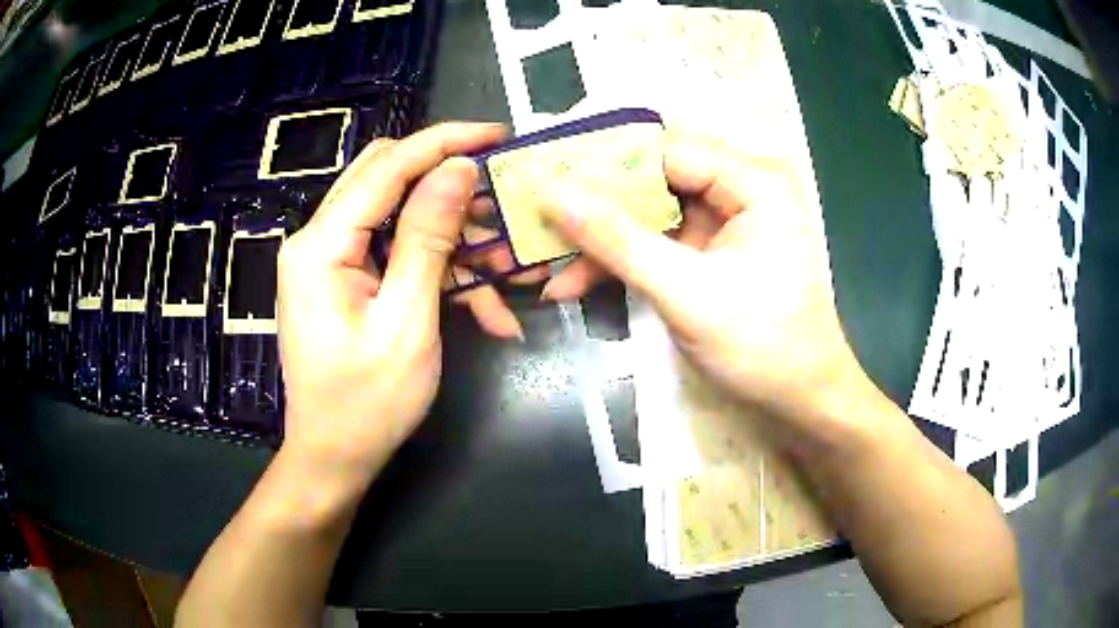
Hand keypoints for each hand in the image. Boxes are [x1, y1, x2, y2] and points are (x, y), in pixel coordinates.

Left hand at [276, 123, 504, 481]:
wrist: (334, 458)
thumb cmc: (367, 403)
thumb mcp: (407, 321)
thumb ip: (428, 238)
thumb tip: (457, 169)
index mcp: (321, 245)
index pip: (386, 166)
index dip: (443, 142)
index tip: (496, 133)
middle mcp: (318, 241)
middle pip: (387, 180)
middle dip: (448, 183)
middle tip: (499, 196)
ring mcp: (330, 261)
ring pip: (398, 218)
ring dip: (454, 241)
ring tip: (505, 271)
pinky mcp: (345, 281)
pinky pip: (396, 256)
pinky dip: (440, 273)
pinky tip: (484, 311)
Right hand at [540, 135, 871, 436]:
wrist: (800, 402)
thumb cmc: (762, 346)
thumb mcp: (686, 292)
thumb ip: (617, 240)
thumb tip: (551, 193)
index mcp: (754, 180)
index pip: (665, 150)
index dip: (602, 161)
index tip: (544, 173)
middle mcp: (741, 187)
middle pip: (653, 179)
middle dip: (595, 205)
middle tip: (536, 215)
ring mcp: (725, 221)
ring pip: (649, 214)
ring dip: (601, 241)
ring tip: (546, 263)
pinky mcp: (712, 251)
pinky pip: (658, 243)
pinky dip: (621, 262)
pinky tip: (576, 282)